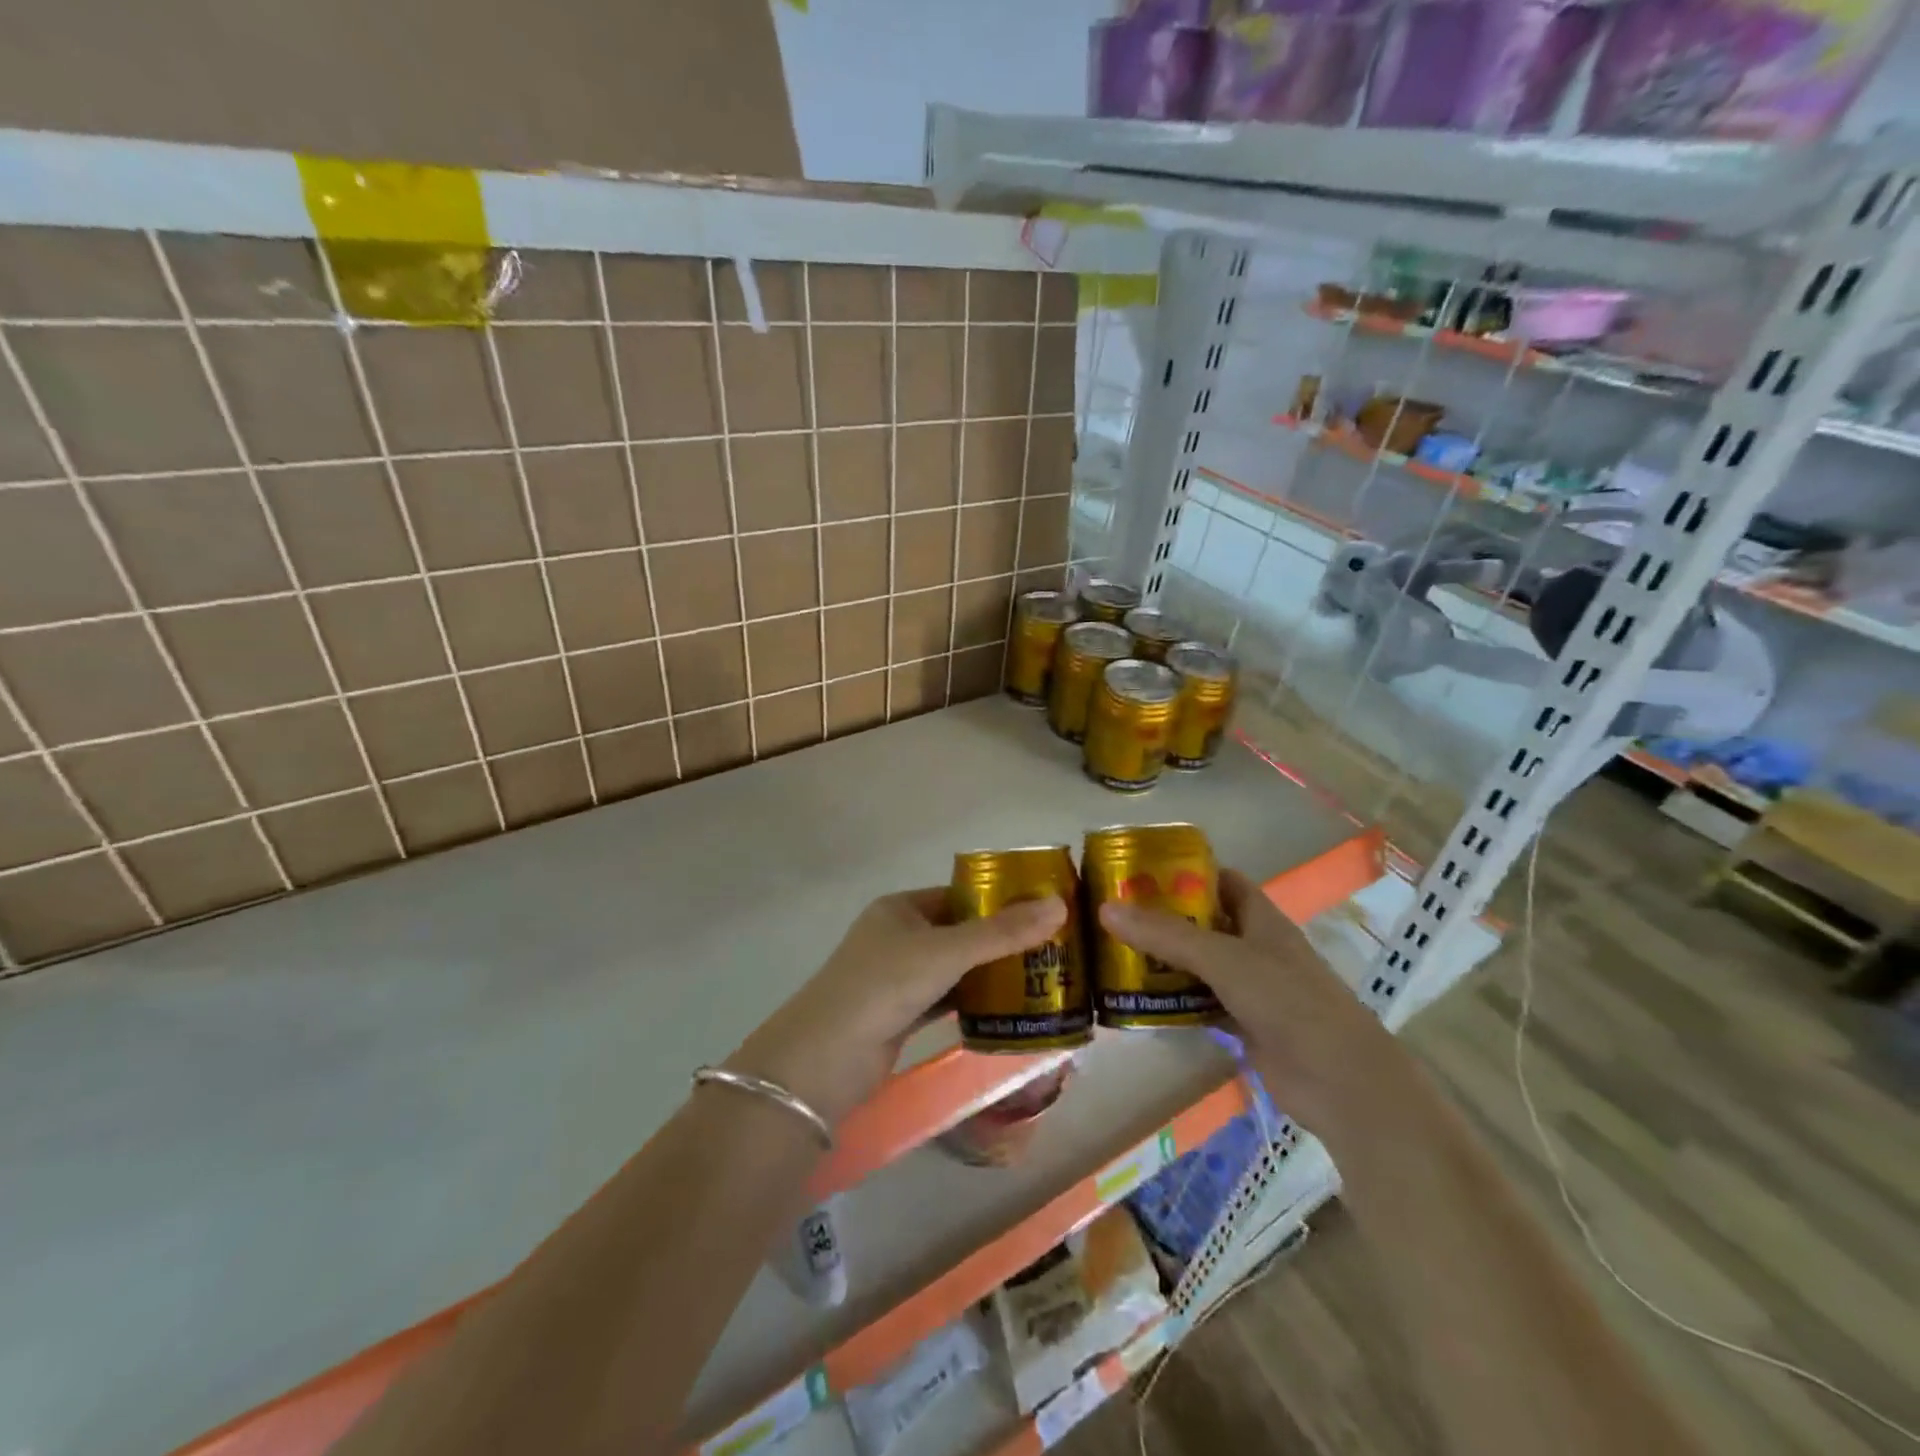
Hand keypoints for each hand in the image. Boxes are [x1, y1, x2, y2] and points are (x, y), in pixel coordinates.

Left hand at [726, 889, 1066, 1125]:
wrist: (824, 1060)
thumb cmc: (883, 985)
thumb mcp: (945, 952)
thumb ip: (1001, 933)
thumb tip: (1059, 905)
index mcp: (900, 908)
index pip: (959, 894)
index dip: (999, 900)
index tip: (1044, 910)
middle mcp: (898, 936)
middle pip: (960, 931)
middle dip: (1001, 939)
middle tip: (1052, 947)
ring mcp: (898, 977)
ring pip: (955, 967)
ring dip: (990, 972)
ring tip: (1042, 975)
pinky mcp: (901, 1013)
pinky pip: (947, 998)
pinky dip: (973, 1001)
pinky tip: (1010, 1007)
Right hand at [1097, 867, 1406, 1135]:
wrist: (1341, 1083)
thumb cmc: (1288, 1002)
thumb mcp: (1224, 959)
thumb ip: (1166, 935)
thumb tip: (1105, 907)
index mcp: (1262, 919)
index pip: (1223, 880)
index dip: (1187, 872)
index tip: (1140, 871)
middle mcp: (1257, 948)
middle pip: (1206, 923)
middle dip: (1165, 917)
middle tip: (1115, 914)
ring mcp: (1253, 989)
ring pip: (1201, 965)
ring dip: (1166, 961)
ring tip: (1116, 953)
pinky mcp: (1246, 1026)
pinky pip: (1203, 1004)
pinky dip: (1176, 1001)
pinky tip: (1141, 1001)